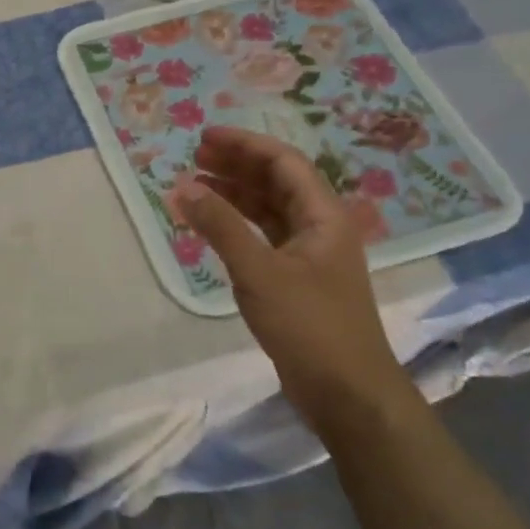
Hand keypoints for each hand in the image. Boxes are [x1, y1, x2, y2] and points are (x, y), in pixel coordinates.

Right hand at [172, 127, 414, 432]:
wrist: (346, 391)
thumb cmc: (308, 325)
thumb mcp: (259, 271)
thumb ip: (220, 226)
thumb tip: (183, 186)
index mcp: (324, 216)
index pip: (283, 163)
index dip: (244, 145)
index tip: (204, 137)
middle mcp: (321, 227)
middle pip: (277, 182)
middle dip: (237, 165)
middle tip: (194, 157)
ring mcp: (310, 254)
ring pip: (270, 210)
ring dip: (235, 194)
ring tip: (196, 186)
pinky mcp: (298, 280)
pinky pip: (265, 237)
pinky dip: (238, 226)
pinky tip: (213, 226)